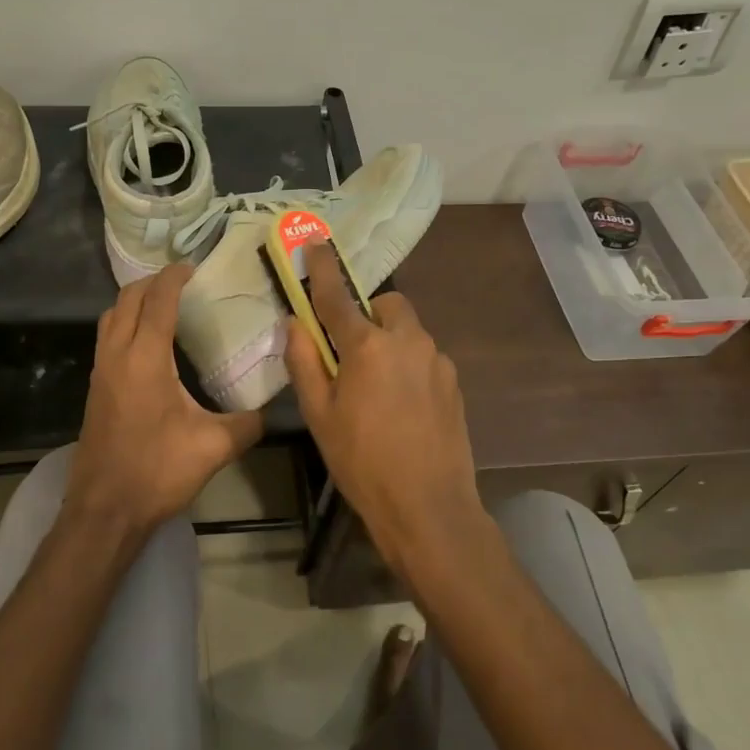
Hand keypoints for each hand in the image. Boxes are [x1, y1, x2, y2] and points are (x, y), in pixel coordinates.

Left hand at [66, 264, 264, 540]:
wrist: (104, 509)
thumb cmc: (157, 471)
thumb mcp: (214, 447)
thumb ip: (247, 424)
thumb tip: (270, 411)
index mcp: (145, 358)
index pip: (158, 300)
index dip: (174, 278)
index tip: (193, 267)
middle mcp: (117, 354)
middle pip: (127, 298)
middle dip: (152, 282)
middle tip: (182, 282)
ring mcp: (100, 371)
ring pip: (110, 316)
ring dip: (134, 301)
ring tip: (164, 305)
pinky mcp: (95, 388)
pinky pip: (106, 337)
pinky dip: (125, 323)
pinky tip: (148, 344)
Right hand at [284, 244, 485, 580]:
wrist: (428, 507)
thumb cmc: (362, 462)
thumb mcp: (319, 415)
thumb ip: (303, 363)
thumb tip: (295, 324)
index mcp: (368, 346)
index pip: (338, 296)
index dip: (324, 267)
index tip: (315, 242)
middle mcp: (408, 341)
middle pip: (386, 306)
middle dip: (367, 314)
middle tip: (349, 351)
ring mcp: (437, 361)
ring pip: (409, 331)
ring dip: (388, 341)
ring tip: (374, 388)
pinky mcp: (454, 383)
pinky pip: (424, 357)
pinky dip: (407, 365)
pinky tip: (401, 407)